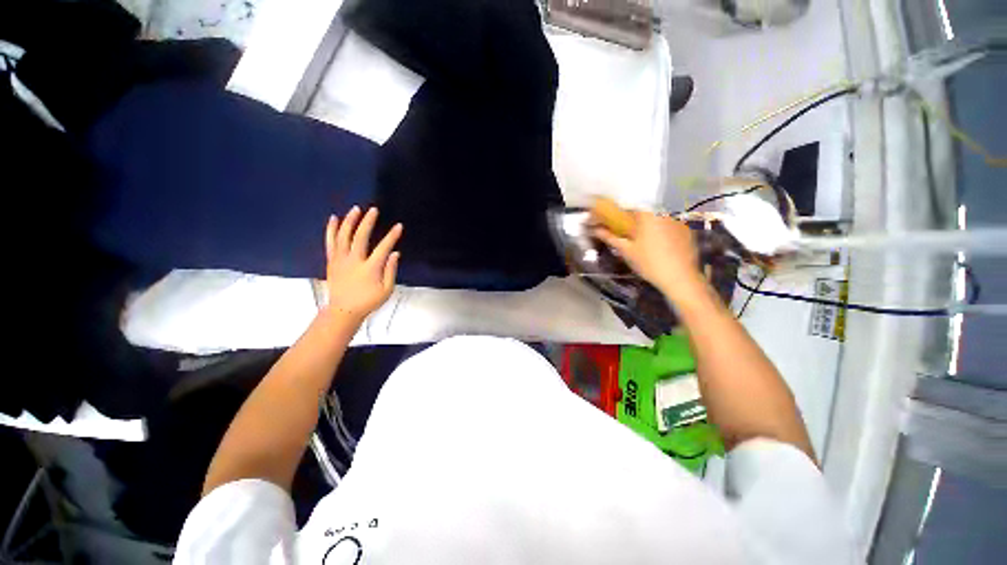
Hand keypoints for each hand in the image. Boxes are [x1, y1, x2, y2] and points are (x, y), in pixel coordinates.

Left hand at [323, 206, 402, 324]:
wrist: (343, 311)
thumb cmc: (367, 302)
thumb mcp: (387, 290)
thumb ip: (391, 270)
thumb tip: (395, 254)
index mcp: (370, 269)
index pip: (383, 248)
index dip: (392, 236)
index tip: (398, 226)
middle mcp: (354, 261)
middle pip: (360, 236)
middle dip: (368, 221)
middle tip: (373, 210)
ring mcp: (340, 260)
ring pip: (343, 235)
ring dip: (350, 221)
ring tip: (356, 209)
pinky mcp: (331, 261)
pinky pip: (330, 242)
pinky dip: (332, 229)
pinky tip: (334, 219)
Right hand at [593, 211, 706, 302]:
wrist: (680, 278)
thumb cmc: (649, 263)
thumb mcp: (626, 251)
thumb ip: (611, 237)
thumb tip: (596, 230)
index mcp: (647, 215)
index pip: (629, 207)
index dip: (618, 213)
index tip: (611, 221)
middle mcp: (664, 212)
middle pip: (644, 210)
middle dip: (633, 218)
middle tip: (626, 231)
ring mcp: (679, 220)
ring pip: (658, 217)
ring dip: (648, 223)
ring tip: (643, 239)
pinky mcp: (687, 230)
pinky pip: (670, 224)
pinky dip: (662, 229)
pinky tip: (660, 243)